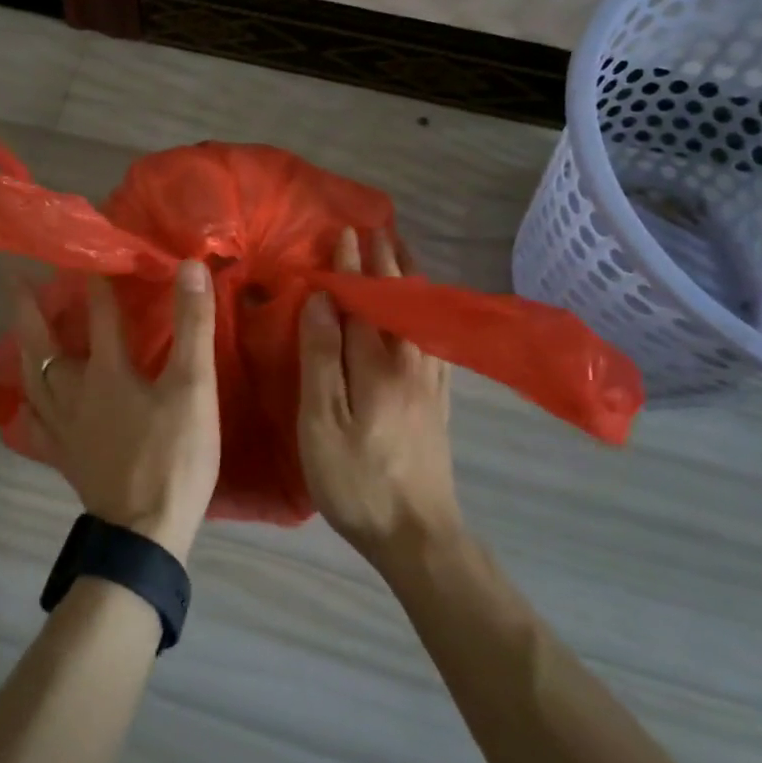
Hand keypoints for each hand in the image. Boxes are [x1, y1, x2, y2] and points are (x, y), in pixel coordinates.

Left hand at [9, 262, 220, 563]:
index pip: (99, 313)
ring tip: (17, 326)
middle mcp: (74, 393)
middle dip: (26, 305)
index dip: (95, 279)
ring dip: (23, 345)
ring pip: (32, 378)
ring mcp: (63, 427)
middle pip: (42, 343)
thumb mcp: (194, 387)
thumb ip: (193, 326)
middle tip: (9, 274)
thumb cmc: (174, 456)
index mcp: (106, 372)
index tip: (88, 246)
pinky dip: (29, 404)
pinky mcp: (63, 456)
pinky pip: (36, 422)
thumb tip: (189, 267)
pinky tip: (29, 403)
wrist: (145, 534)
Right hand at [297, 228, 462, 570]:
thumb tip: (321, 300)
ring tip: (403, 253)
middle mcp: (410, 362)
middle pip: (400, 299)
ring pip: (423, 314)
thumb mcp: (322, 423)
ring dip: (411, 278)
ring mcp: (431, 381)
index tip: (345, 231)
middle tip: (379, 228)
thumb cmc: (357, 481)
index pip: (363, 300)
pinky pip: (437, 336)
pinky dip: (429, 309)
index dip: (352, 265)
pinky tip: (428, 310)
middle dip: (387, 261)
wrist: (419, 535)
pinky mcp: (440, 400)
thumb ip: (321, 358)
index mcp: (376, 364)